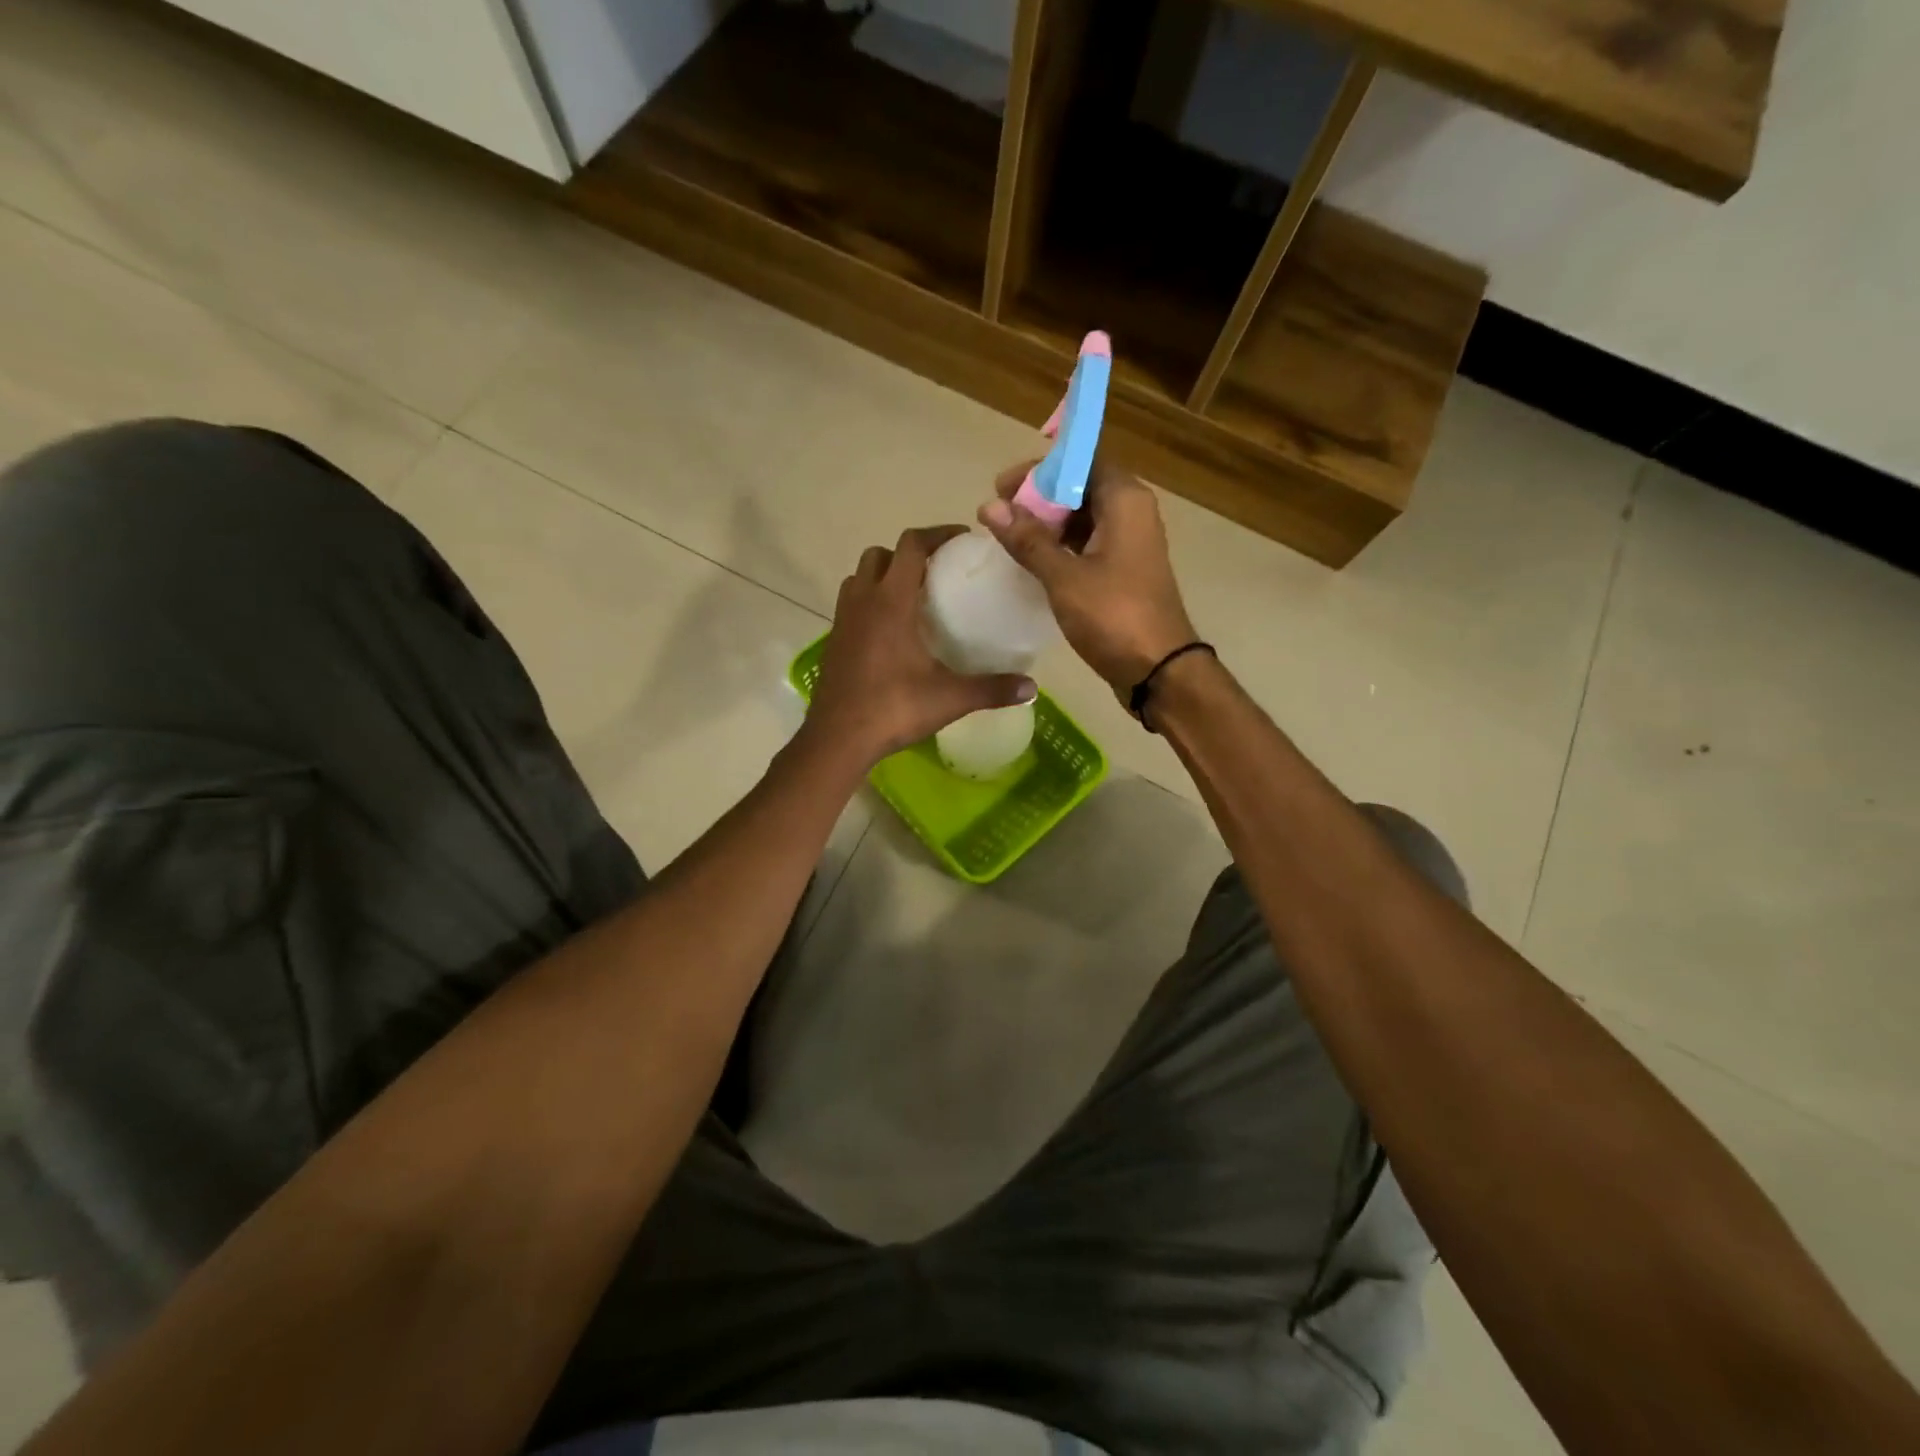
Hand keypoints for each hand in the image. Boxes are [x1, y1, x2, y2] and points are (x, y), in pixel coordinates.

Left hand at [808, 526, 1037, 765]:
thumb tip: (1033, 689)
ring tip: (911, 598)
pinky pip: (851, 604)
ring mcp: (842, 620)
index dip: (937, 534)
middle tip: (936, 572)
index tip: (962, 540)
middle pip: (880, 555)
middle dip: (907, 554)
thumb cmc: (893, 708)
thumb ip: (992, 689)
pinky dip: (869, 603)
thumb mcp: (949, 699)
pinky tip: (891, 632)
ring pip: (859, 577)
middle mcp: (863, 601)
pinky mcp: (833, 641)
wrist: (838, 738)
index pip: (911, 546)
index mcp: (891, 602)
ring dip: (883, 576)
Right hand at [979, 461, 1197, 695]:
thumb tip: (990, 507)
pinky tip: (1032, 561)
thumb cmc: (1114, 617)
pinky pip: (1088, 544)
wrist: (1158, 670)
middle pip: (1080, 486)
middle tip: (1000, 514)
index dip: (1040, 469)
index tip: (1003, 487)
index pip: (1080, 460)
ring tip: (1009, 537)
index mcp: (1124, 500)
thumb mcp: (1064, 577)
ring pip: (1083, 517)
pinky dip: (1061, 547)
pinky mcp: (1124, 570)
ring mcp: (1130, 543)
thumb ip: (1027, 540)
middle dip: (1039, 496)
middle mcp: (1132, 512)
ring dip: (1047, 523)